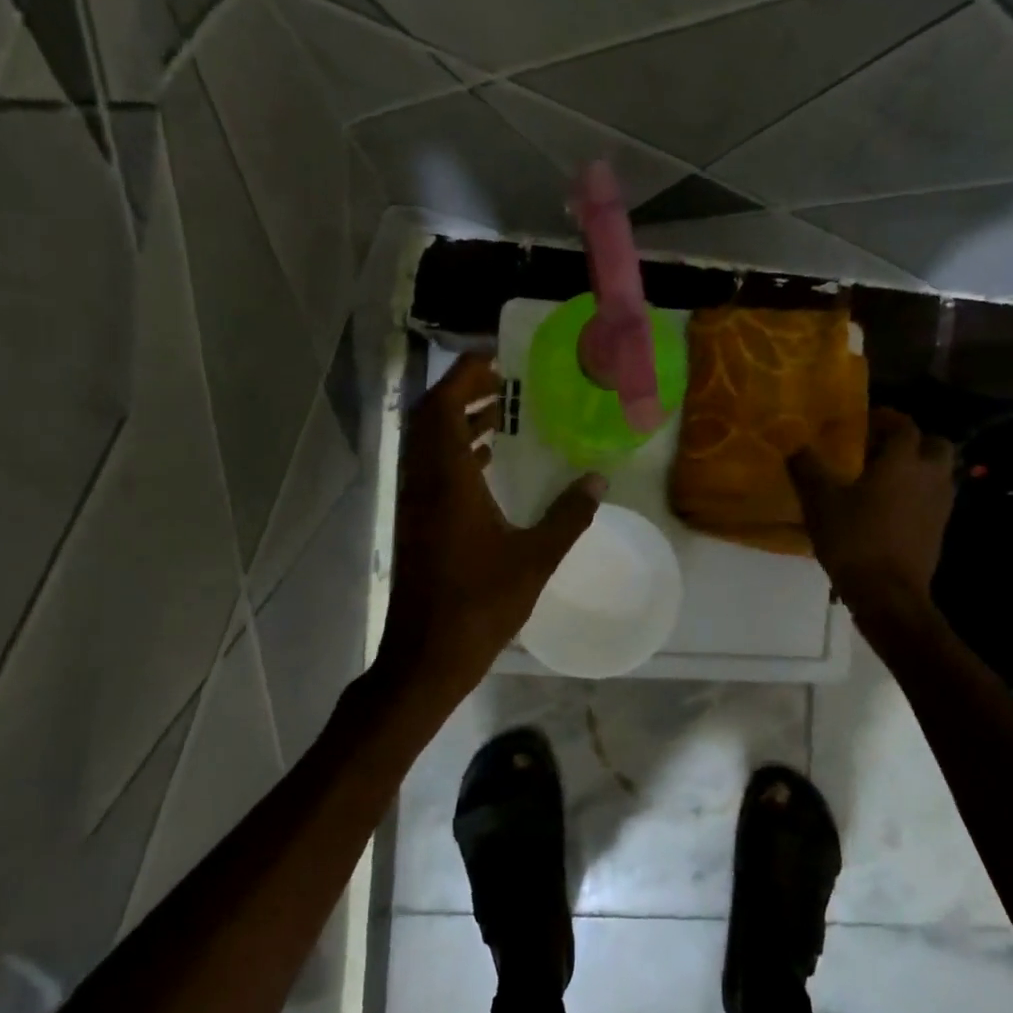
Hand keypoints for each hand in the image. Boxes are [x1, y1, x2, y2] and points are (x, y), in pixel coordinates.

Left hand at [378, 353, 603, 697]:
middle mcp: (423, 483)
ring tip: (499, 414)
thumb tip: (598, 482)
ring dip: (457, 422)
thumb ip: (569, 516)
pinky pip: (431, 470)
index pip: (442, 407)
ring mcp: (415, 505)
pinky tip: (487, 463)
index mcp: (447, 480)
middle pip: (430, 418)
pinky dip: (455, 453)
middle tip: (502, 382)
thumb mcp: (535, 558)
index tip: (494, 357)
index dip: (463, 375)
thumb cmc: (480, 603)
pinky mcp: (416, 524)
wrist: (426, 655)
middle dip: (462, 393)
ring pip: (428, 445)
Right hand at [789, 408, 955, 618]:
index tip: (865, 421)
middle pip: (935, 444)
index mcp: (903, 461)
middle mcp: (929, 476)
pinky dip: (918, 494)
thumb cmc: (854, 540)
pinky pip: (933, 499)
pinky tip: (890, 508)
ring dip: (918, 468)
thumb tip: (795, 444)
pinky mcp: (939, 530)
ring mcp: (940, 505)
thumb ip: (808, 468)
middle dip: (913, 441)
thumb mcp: (820, 502)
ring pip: (938, 472)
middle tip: (882, 449)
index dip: (886, 418)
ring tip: (885, 478)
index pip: (903, 425)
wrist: (888, 594)